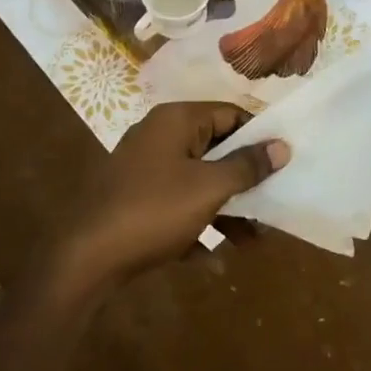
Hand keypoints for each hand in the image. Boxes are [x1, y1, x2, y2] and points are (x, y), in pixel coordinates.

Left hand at [58, 102, 288, 295]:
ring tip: (253, 239)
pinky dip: (197, 223)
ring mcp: (143, 168)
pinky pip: (177, 204)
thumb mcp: (209, 187)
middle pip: (215, 147)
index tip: (283, 163)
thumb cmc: (154, 210)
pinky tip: (214, 257)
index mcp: (176, 120)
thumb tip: (282, 146)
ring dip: (226, 207)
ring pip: (197, 180)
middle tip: (273, 203)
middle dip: (245, 178)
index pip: (229, 113)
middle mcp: (158, 135)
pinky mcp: (135, 199)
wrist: (87, 257)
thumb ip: (247, 166)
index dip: (258, 136)